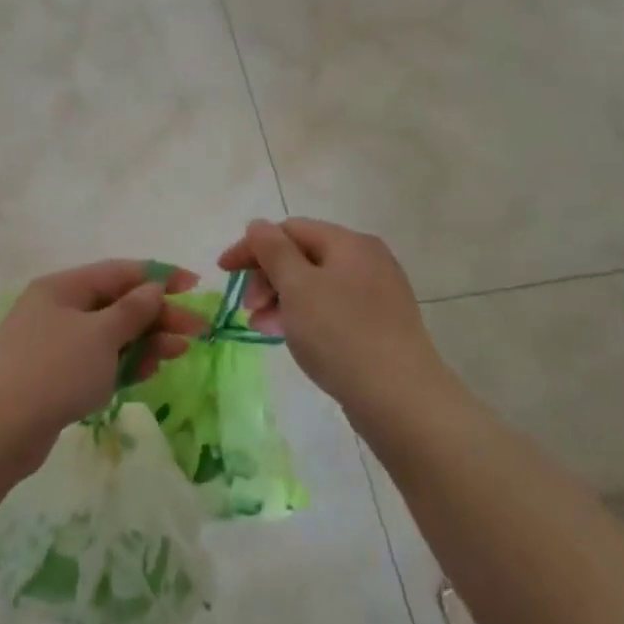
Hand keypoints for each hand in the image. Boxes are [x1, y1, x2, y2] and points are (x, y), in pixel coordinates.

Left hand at [0, 260, 208, 468]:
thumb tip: (153, 288)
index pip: (119, 272)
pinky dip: (123, 363)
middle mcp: (57, 308)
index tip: (195, 287)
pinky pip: (97, 360)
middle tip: (198, 332)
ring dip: (145, 340)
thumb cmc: (54, 370)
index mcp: (62, 287)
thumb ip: (133, 310)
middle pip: (117, 304)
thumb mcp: (101, 335)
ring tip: (179, 352)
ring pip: (109, 335)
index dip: (160, 277)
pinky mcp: (53, 376)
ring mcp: (53, 343)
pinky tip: (148, 370)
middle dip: (158, 315)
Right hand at [218, 219, 448, 417]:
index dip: (252, 246)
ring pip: (314, 285)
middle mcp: (367, 260)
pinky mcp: (379, 324)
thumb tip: (257, 225)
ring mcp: (376, 293)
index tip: (223, 271)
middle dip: (267, 277)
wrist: (400, 398)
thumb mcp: (297, 287)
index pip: (289, 230)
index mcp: (349, 243)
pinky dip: (304, 316)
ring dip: (281, 299)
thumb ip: (272, 250)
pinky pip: (330, 308)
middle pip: (303, 255)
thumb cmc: (340, 334)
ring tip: (260, 326)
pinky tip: (288, 336)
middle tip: (248, 306)